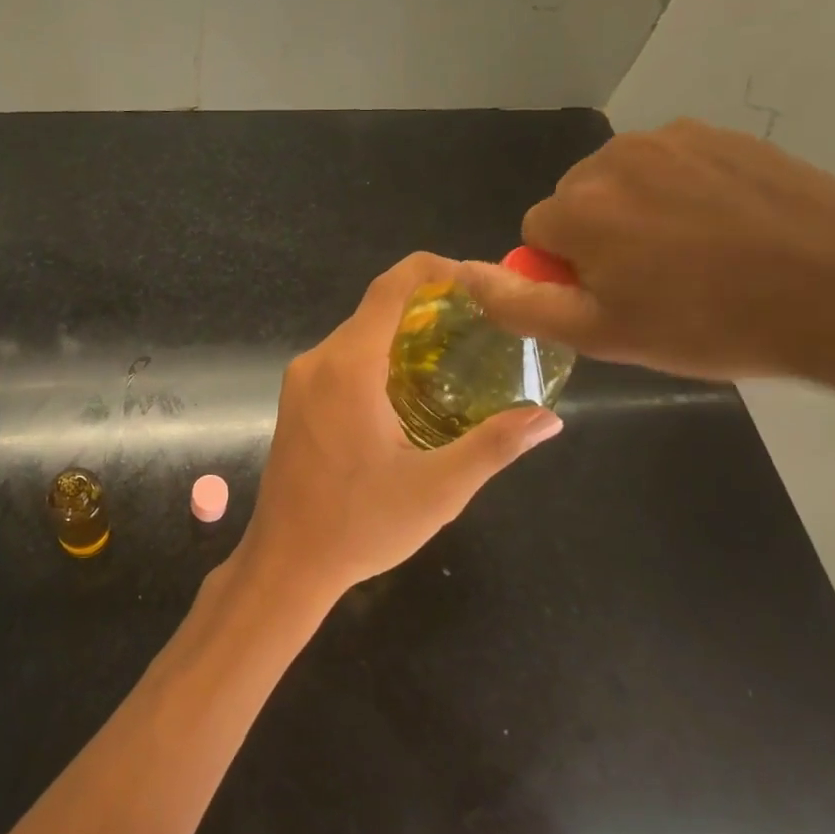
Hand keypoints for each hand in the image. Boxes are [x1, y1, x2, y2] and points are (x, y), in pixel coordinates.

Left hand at [237, 253, 562, 605]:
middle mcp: (318, 361)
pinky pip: (342, 360)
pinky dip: (379, 357)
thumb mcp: (439, 489)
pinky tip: (412, 389)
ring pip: (358, 335)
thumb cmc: (360, 525)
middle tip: (483, 326)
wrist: (286, 562)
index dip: (435, 271)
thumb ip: (495, 445)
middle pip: (376, 309)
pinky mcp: (296, 401)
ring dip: (403, 335)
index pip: (391, 287)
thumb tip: (549, 418)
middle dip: (429, 307)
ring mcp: (301, 381)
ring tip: (457, 356)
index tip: (479, 283)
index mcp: (349, 366)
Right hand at [456, 120, 834, 379]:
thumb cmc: (711, 324)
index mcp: (578, 207)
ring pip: (622, 182)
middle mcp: (613, 158)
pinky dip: (680, 193)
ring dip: (637, 214)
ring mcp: (673, 139)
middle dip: (598, 238)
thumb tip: (461, 274)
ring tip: (696, 257)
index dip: (568, 273)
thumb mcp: (601, 334)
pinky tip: (726, 228)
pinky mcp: (722, 135)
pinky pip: (671, 165)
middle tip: (656, 284)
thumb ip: (519, 304)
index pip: (536, 235)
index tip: (616, 300)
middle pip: (576, 203)